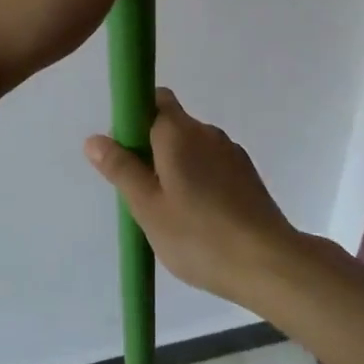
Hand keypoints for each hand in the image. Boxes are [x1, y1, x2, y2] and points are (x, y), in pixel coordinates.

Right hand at [83, 89, 299, 306]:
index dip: (135, 116)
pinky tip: (200, 219)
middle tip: (142, 192)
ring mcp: (231, 152)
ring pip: (193, 147)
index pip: (154, 99)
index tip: (125, 152)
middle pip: (171, 124)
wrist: (269, 263)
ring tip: (172, 213)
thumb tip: (94, 138)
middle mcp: (206, 132)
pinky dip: (200, 181)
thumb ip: (121, 169)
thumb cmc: (199, 235)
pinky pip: (213, 166)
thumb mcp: (147, 207)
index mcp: (178, 132)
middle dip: (152, 148)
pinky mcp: (247, 175)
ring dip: (177, 167)